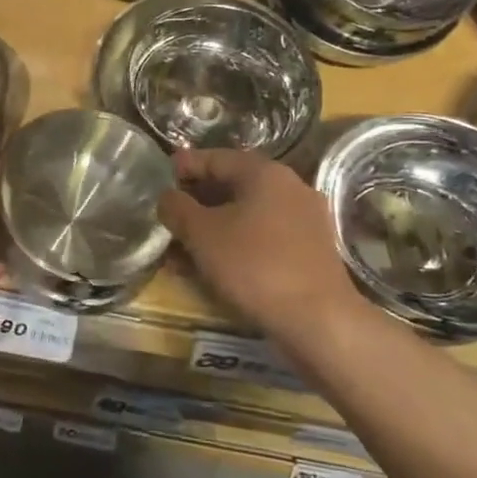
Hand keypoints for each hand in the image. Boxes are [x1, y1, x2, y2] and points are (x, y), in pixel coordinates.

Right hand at [158, 148, 370, 354]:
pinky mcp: (308, 251)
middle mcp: (289, 188)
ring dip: (212, 227)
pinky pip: (262, 237)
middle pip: (232, 186)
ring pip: (245, 215)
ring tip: (181, 248)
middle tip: (167, 216)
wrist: (317, 320)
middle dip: (196, 202)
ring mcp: (303, 221)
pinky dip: (234, 244)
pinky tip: (211, 266)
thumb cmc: (254, 265)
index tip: (159, 178)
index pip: (215, 157)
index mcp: (265, 173)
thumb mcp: (201, 233)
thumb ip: (177, 208)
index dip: (183, 166)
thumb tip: (167, 197)